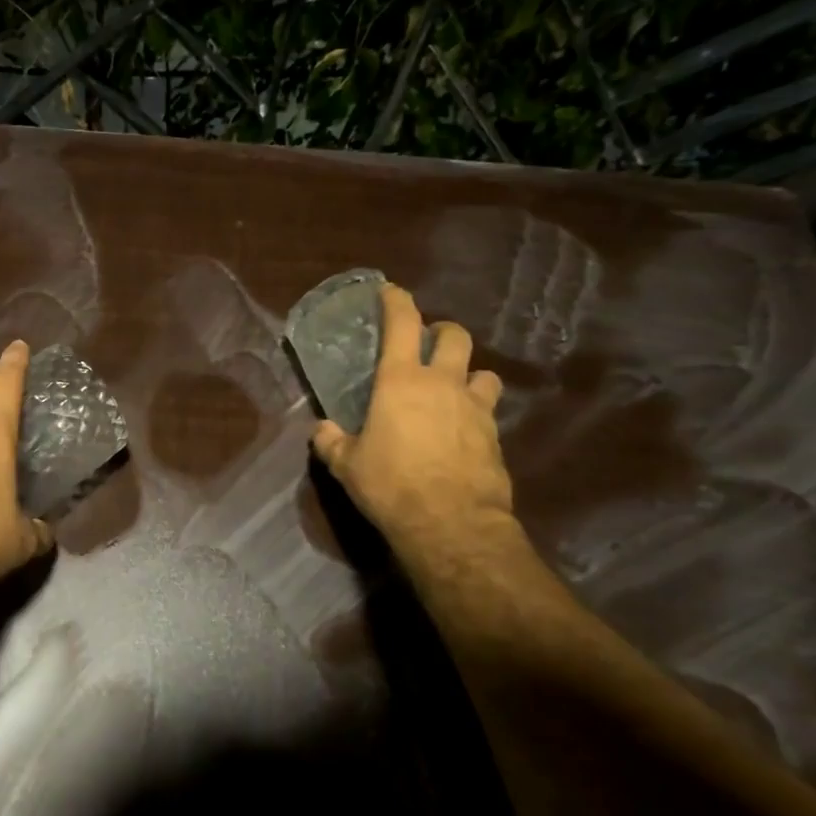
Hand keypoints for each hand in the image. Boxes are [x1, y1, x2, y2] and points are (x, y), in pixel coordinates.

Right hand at [310, 284, 513, 546]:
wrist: (452, 524)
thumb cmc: (391, 485)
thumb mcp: (348, 466)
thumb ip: (331, 442)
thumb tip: (320, 431)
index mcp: (401, 381)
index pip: (402, 324)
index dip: (396, 301)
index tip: (390, 291)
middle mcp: (442, 383)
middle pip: (455, 336)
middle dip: (442, 332)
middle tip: (428, 344)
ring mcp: (475, 408)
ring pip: (483, 371)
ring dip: (468, 374)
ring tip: (454, 389)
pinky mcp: (495, 435)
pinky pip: (489, 410)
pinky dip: (476, 411)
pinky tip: (463, 431)